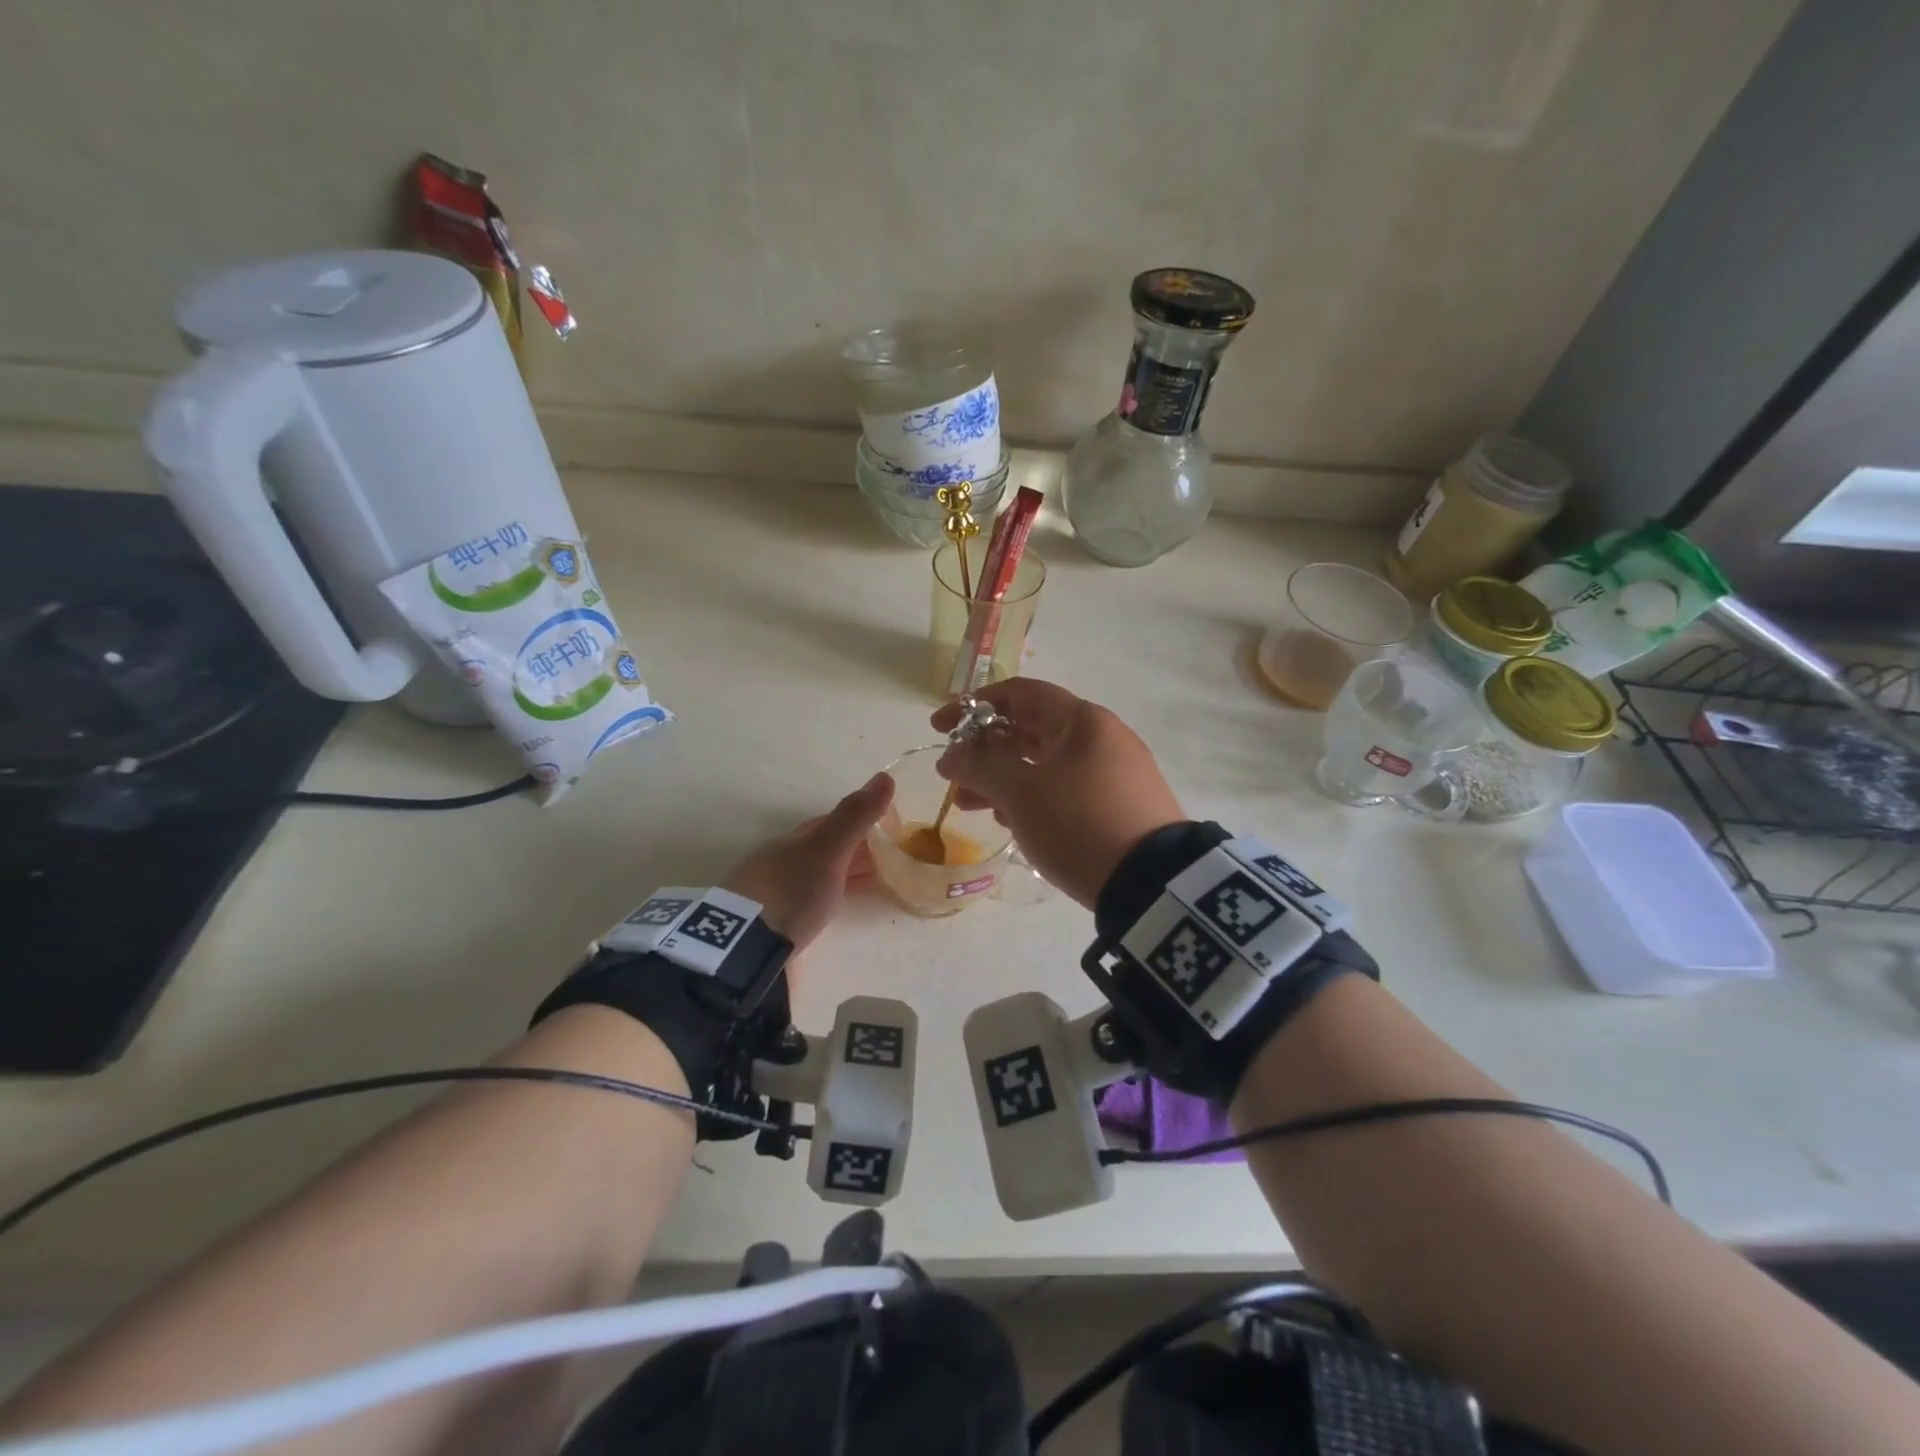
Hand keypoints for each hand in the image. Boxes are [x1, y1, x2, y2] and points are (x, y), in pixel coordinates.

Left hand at [721, 772, 893, 952]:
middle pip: (824, 851)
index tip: (890, 829)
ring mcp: (774, 896)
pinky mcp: (774, 927)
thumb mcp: (826, 852)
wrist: (744, 952)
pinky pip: (809, 904)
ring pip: (816, 877)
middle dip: (855, 851)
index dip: (861, 822)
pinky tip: (837, 910)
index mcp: (793, 841)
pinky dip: (830, 901)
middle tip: (891, 860)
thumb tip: (885, 775)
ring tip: (875, 885)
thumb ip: (854, 817)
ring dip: (843, 877)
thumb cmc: (789, 893)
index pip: (830, 823)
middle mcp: (781, 863)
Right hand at [931, 679, 1183, 908]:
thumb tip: (951, 755)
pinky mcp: (1120, 805)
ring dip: (1004, 778)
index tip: (941, 728)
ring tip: (973, 806)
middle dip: (986, 751)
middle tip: (954, 777)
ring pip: (1045, 764)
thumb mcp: (1021, 793)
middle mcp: (1101, 738)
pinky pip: (1065, 789)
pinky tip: (1012, 822)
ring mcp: (1114, 772)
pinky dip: (1033, 797)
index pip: (1020, 694)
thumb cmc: (1080, 823)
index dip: (974, 706)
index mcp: (1082, 720)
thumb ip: (979, 766)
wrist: (1154, 884)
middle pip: (1031, 730)